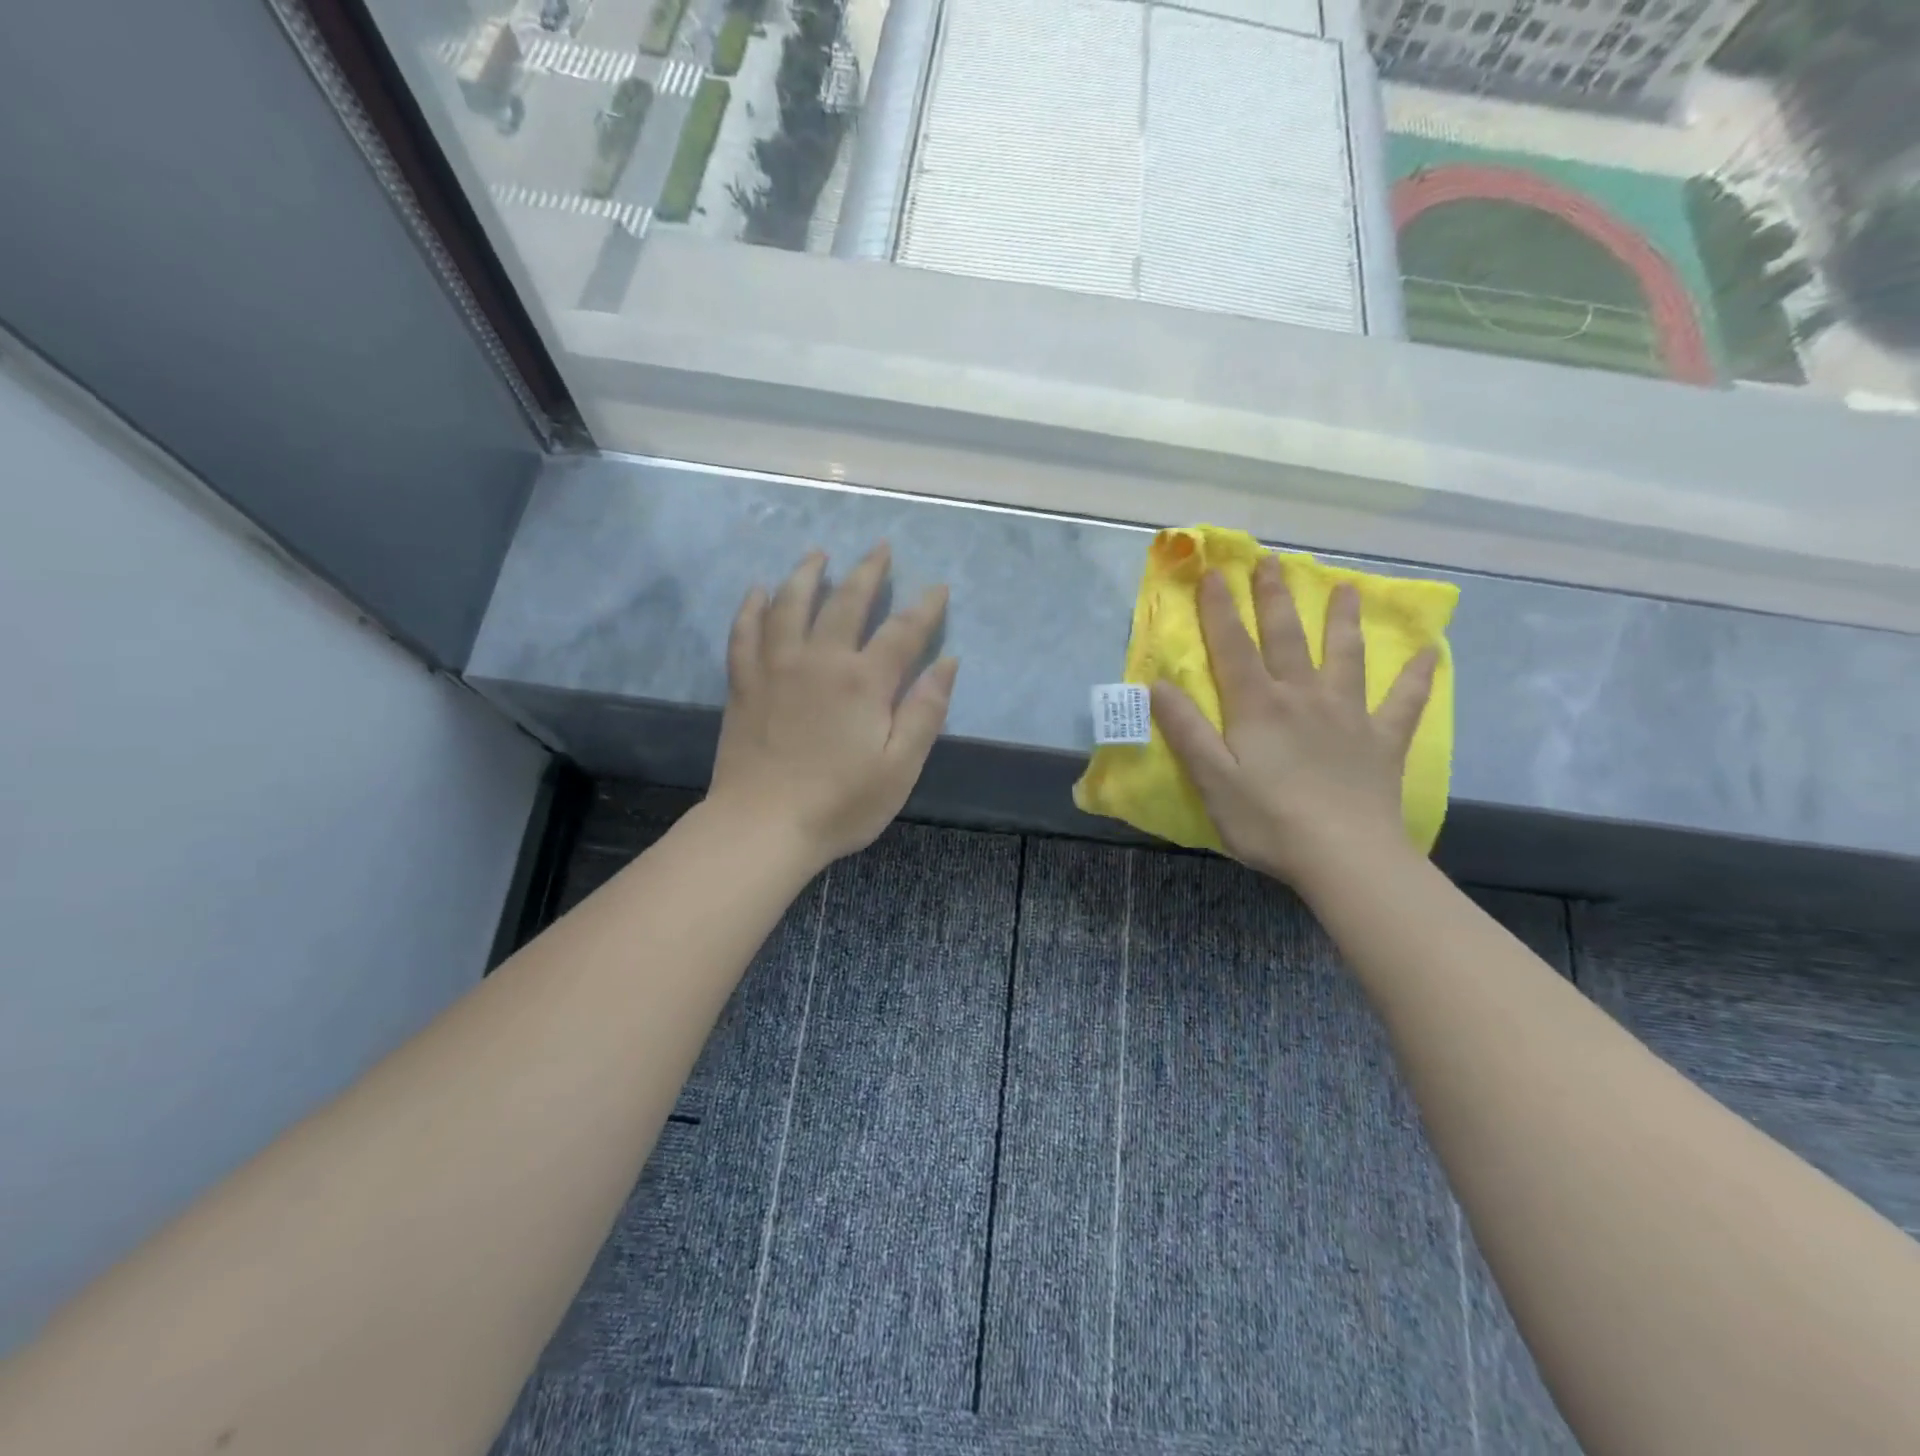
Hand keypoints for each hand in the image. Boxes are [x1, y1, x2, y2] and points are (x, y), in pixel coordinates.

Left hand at [708, 544, 957, 870]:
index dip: (925, 608)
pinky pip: (745, 632)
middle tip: (880, 547)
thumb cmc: (840, 804)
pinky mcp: (744, 683)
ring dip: (807, 574)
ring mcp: (776, 667)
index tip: (938, 587)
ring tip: (818, 553)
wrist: (762, 826)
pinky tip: (758, 591)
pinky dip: (752, 607)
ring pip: (790, 604)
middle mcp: (820, 660)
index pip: (903, 632)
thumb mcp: (900, 767)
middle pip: (846, 602)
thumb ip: (925, 712)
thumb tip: (947, 663)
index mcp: (864, 682)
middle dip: (867, 571)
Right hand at [1150, 556, 1435, 892]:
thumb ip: (1185, 729)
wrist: (1345, 857)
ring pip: (1345, 656)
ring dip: (1343, 620)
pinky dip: (1417, 676)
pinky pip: (1403, 702)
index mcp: (1258, 707)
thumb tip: (1158, 684)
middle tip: (1273, 560)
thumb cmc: (1268, 821)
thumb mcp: (1212, 779)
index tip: (1212, 572)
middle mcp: (1303, 697)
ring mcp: (1348, 716)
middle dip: (1275, 598)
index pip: (1233, 648)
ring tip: (1347, 587)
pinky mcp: (1382, 741)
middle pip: (1287, 638)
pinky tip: (1430, 653)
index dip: (1219, 610)